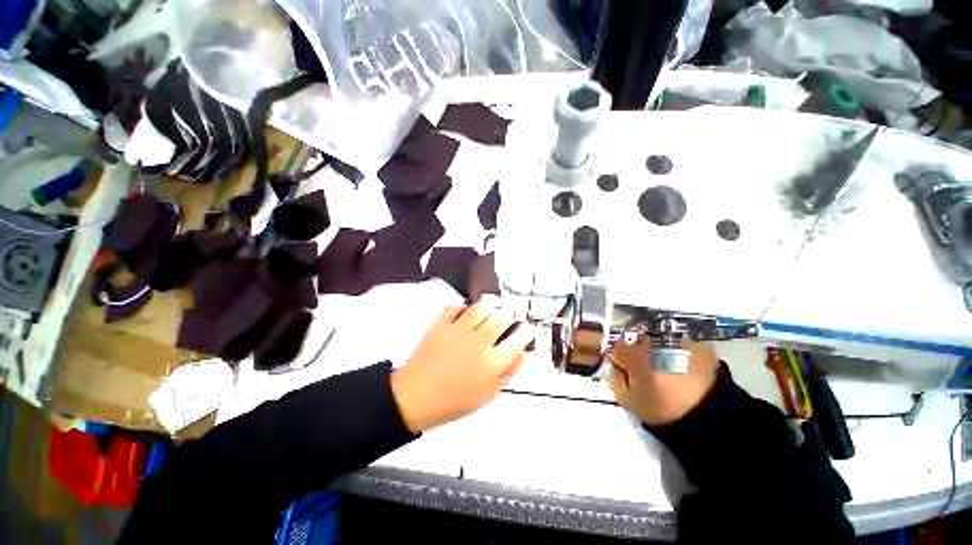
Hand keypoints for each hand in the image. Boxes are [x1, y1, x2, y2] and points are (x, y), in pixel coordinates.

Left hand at [390, 297, 535, 432]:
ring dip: (488, 308)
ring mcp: (459, 330)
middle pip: (502, 316)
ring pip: (481, 307)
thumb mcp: (488, 393)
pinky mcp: (441, 324)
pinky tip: (465, 316)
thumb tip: (526, 353)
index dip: (525, 332)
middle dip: (509, 316)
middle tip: (505, 321)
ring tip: (487, 315)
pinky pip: (456, 307)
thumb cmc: (455, 400)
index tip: (523, 333)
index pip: (520, 337)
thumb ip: (509, 371)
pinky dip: (463, 308)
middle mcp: (479, 342)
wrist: (416, 398)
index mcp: (493, 362)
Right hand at [607, 336, 719, 425]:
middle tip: (647, 370)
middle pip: (638, 339)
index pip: (617, 346)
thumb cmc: (664, 411)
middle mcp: (657, 343)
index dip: (619, 358)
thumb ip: (615, 378)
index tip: (624, 369)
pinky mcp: (700, 345)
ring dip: (659, 351)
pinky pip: (681, 344)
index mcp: (637, 355)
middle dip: (638, 351)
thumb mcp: (628, 401)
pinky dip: (679, 353)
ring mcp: (679, 341)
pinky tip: (684, 369)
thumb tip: (616, 365)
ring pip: (660, 340)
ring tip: (668, 370)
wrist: (713, 420)